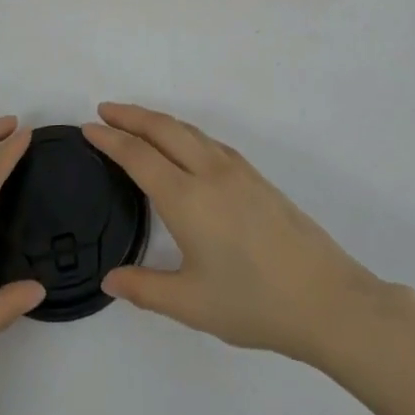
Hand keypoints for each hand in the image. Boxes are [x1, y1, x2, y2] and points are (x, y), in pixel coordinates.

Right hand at [83, 104, 396, 368]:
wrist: (326, 298)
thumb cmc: (254, 303)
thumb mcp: (190, 304)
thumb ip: (145, 288)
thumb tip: (109, 280)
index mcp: (187, 198)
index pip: (138, 156)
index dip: (110, 140)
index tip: (88, 128)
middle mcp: (210, 172)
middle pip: (163, 129)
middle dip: (131, 115)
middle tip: (104, 110)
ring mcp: (237, 171)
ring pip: (189, 131)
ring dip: (158, 120)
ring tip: (137, 122)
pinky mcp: (257, 178)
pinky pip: (209, 141)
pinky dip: (184, 132)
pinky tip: (184, 146)